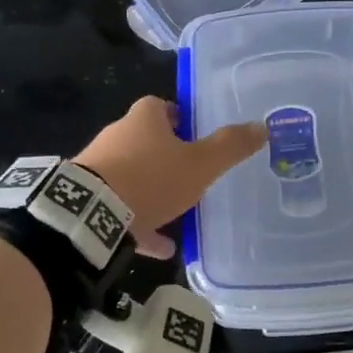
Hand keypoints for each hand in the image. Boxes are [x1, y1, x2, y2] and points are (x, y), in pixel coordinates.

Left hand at [78, 97, 266, 257]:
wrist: (92, 213)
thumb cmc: (151, 179)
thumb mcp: (200, 164)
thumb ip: (230, 146)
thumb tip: (262, 127)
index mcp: (143, 119)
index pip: (162, 106)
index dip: (180, 118)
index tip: (197, 134)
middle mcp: (117, 136)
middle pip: (145, 140)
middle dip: (167, 155)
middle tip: (193, 172)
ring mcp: (100, 168)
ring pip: (133, 175)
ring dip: (153, 191)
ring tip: (180, 212)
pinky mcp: (90, 198)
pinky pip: (122, 209)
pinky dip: (141, 224)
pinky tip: (162, 246)